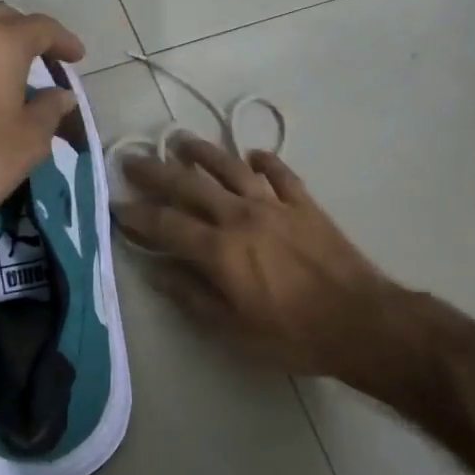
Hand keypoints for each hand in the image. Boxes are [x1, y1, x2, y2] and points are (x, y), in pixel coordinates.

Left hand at [0, 3, 84, 264]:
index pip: (41, 27)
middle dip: (26, 32)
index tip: (76, 57)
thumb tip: (60, 95)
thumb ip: (48, 111)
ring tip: (6, 64)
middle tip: (43, 57)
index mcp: (0, 41)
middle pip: (2, 17)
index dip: (63, 41)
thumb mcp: (27, 143)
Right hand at [114, 136, 401, 378]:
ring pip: (230, 167)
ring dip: (202, 152)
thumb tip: (157, 272)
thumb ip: (192, 297)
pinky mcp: (304, 203)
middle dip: (156, 171)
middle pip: (189, 185)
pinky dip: (264, 161)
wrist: (360, 320)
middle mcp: (240, 216)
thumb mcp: (233, 329)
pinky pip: (279, 173)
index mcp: (219, 250)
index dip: (136, 214)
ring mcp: (274, 204)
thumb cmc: (292, 334)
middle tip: (132, 159)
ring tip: (180, 140)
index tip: (115, 204)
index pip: (165, 224)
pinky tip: (252, 155)